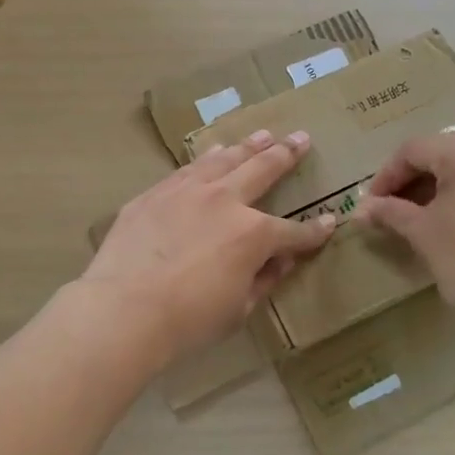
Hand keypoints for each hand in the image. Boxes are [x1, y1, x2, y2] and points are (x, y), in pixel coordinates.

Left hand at [83, 129, 336, 365]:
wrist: (124, 308)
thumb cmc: (188, 320)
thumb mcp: (238, 309)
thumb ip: (264, 279)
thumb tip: (281, 260)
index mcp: (253, 234)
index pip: (294, 232)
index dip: (314, 231)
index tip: (330, 221)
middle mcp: (224, 200)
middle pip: (263, 170)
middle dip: (287, 155)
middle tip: (301, 138)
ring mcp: (187, 190)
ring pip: (224, 159)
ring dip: (247, 146)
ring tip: (262, 135)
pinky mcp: (155, 193)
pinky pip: (188, 169)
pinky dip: (207, 158)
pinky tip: (212, 153)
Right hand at [359, 132, 454, 320]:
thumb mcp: (422, 232)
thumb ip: (389, 211)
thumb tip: (360, 209)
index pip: (415, 150)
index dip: (388, 175)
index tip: (372, 203)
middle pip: (444, 151)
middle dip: (415, 177)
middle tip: (393, 206)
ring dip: (442, 182)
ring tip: (422, 211)